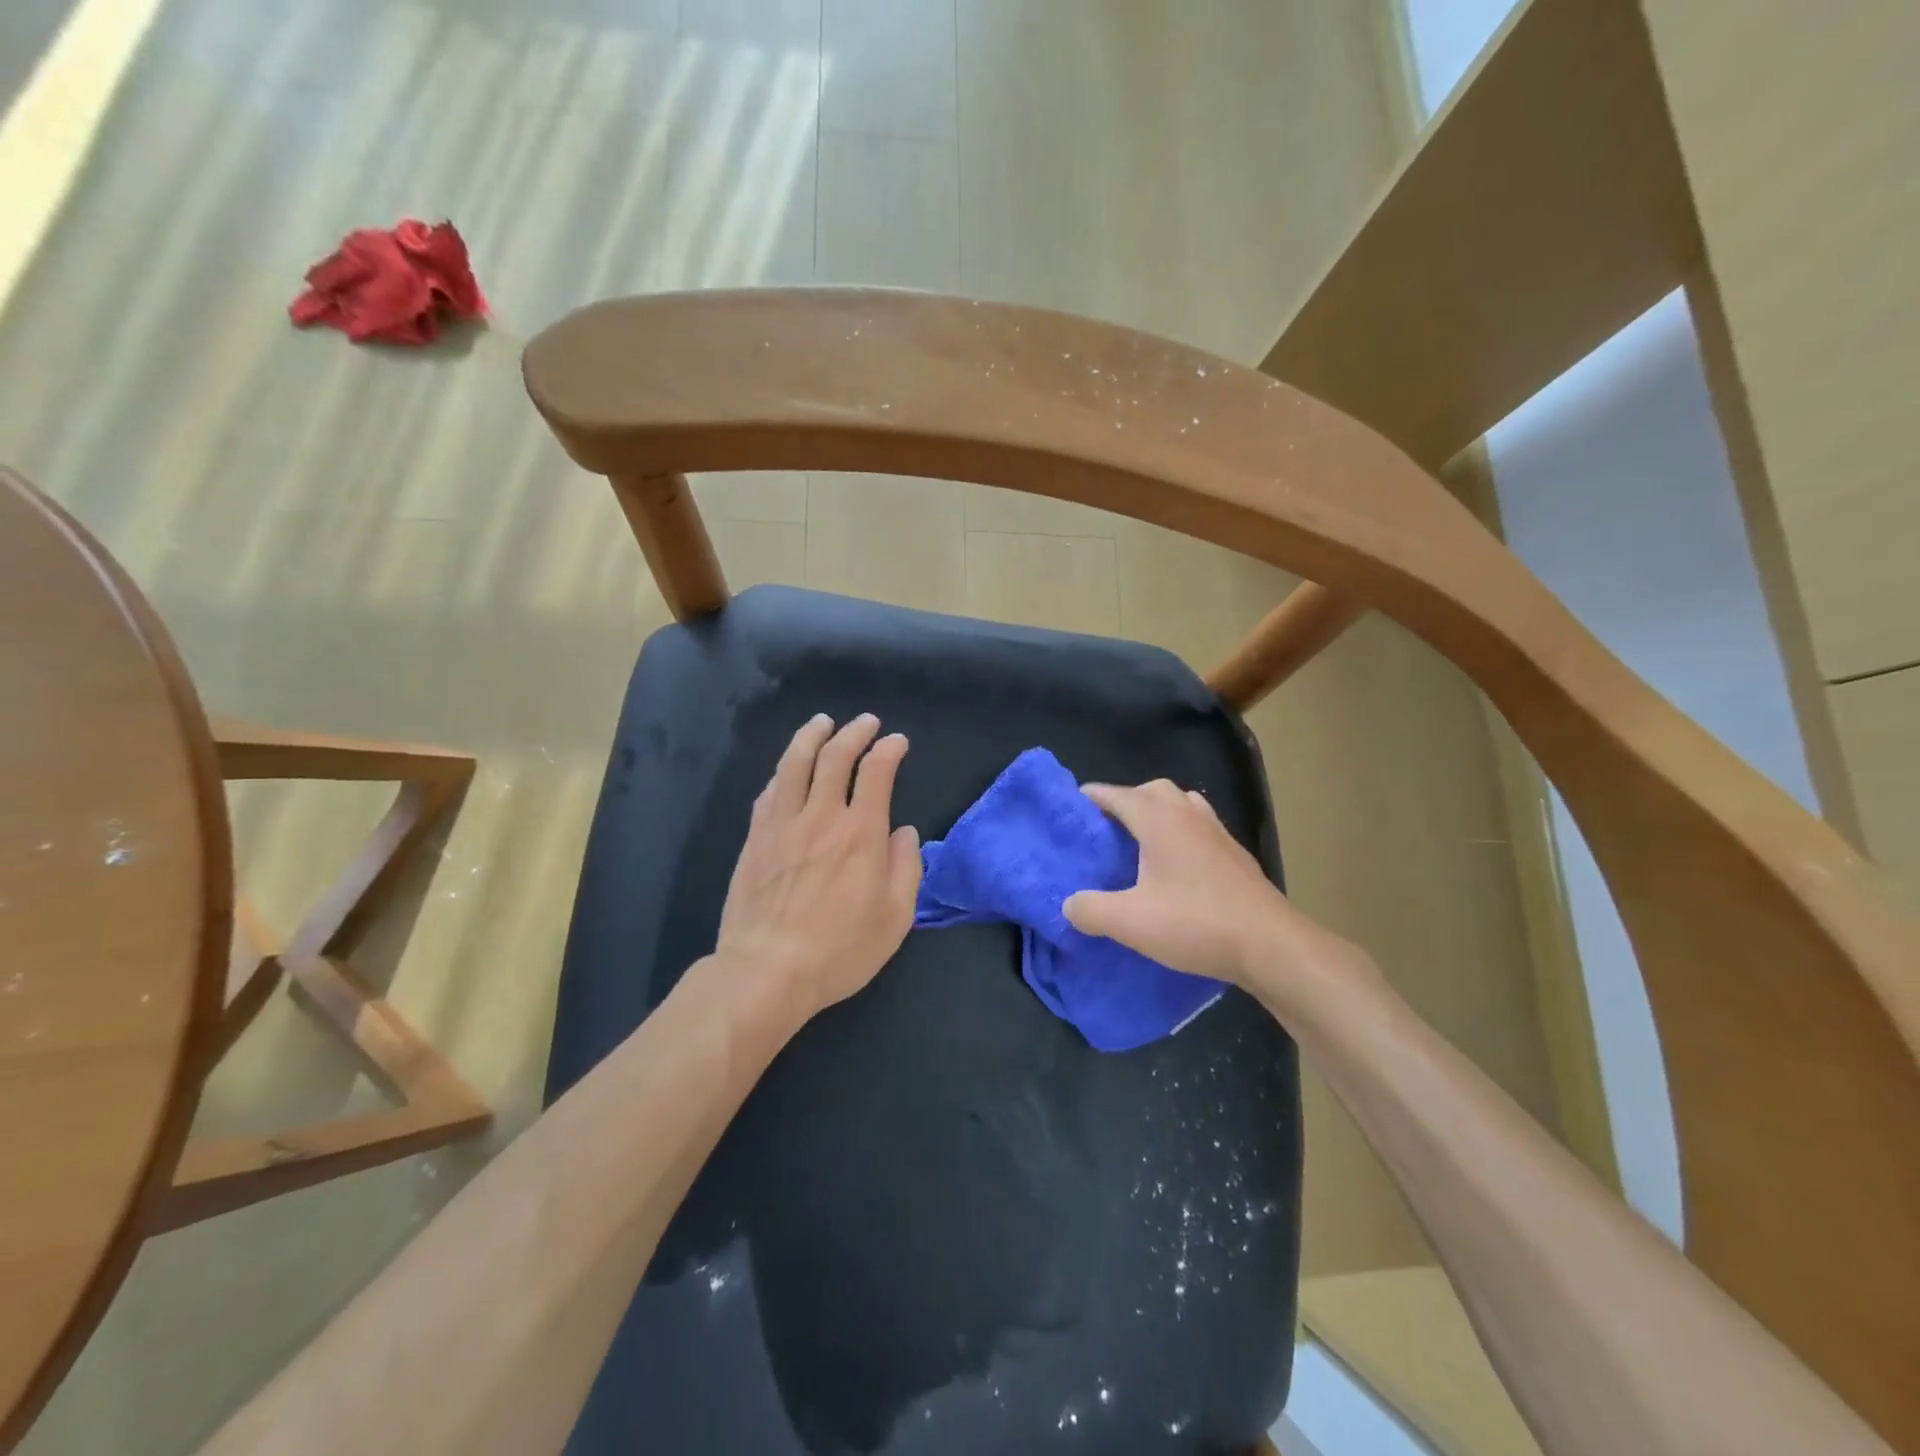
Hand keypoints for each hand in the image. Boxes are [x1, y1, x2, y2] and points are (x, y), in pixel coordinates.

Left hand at [715, 713, 921, 1020]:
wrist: (766, 971)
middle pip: (835, 756)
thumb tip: (903, 832)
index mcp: (861, 833)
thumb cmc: (839, 950)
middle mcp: (821, 816)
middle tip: (865, 722)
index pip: (876, 771)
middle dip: (854, 732)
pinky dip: (784, 771)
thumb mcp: (895, 918)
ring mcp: (782, 823)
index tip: (897, 742)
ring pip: (795, 763)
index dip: (889, 749)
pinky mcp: (755, 838)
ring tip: (822, 723)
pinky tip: (788, 768)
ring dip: (812, 736)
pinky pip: (770, 791)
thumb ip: (905, 868)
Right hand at [1062, 780, 1370, 1003]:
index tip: (1070, 807)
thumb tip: (1069, 904)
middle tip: (1106, 829)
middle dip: (1126, 801)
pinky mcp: (1235, 854)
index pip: (1117, 795)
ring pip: (1181, 804)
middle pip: (1151, 790)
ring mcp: (1217, 831)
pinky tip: (1175, 866)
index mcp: (1159, 820)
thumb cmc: (1196, 924)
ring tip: (1140, 843)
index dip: (1091, 798)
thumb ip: (1090, 910)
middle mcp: (1188, 814)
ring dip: (1158, 813)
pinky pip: (1199, 826)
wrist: (1271, 945)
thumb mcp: (1130, 922)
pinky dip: (1180, 831)